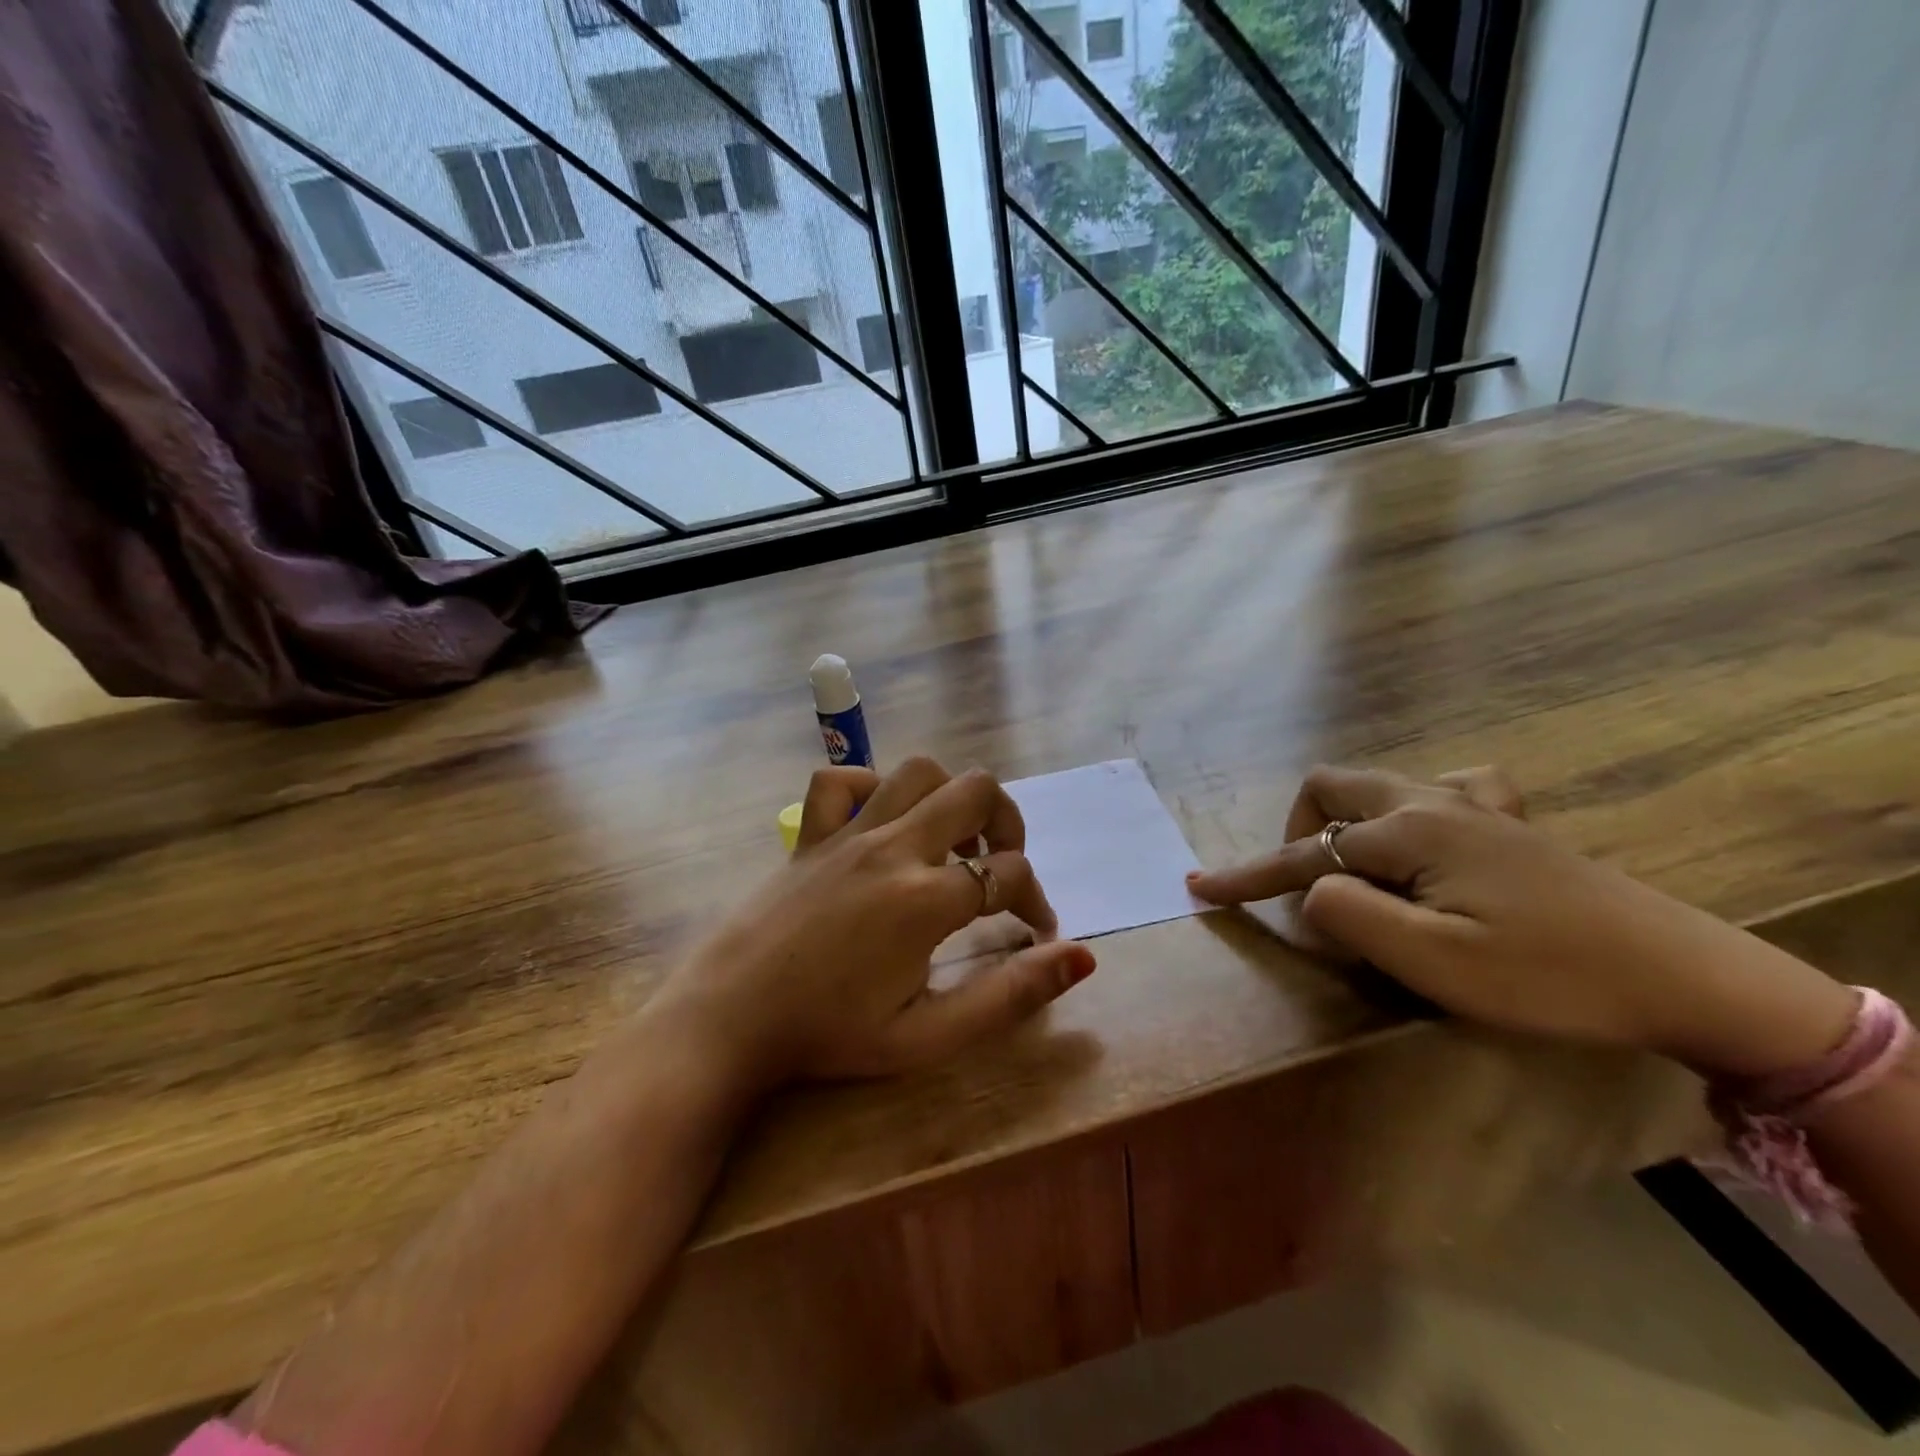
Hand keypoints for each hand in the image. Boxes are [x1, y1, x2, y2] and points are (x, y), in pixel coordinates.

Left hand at [651, 757, 1095, 1089]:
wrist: (727, 1020)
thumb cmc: (828, 1035)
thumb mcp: (927, 1036)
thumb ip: (1009, 996)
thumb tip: (1082, 957)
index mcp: (924, 901)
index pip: (1009, 876)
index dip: (1036, 902)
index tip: (1036, 932)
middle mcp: (892, 849)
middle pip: (975, 792)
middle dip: (1008, 824)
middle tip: (1003, 867)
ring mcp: (847, 833)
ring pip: (917, 770)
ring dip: (949, 796)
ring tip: (952, 839)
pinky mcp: (810, 834)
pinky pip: (840, 781)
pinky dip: (870, 787)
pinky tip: (880, 823)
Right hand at [1188, 764, 1856, 1077]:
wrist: (1687, 975)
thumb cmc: (1549, 977)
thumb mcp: (1436, 964)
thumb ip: (1352, 915)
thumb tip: (1310, 889)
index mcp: (1408, 833)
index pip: (1304, 854)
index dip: (1246, 875)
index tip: (1199, 889)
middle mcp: (1431, 803)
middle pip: (1332, 787)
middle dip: (1298, 830)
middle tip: (1305, 887)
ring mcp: (1475, 806)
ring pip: (1382, 782)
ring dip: (1348, 816)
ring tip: (1359, 866)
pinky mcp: (1510, 823)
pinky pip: (1448, 787)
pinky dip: (1415, 806)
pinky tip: (1430, 836)